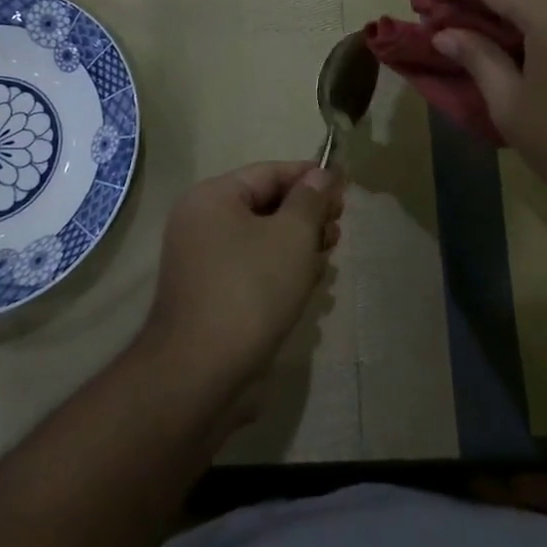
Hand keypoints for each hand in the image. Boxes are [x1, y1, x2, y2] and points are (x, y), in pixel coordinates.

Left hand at [138, 162, 344, 396]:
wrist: (201, 373)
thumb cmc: (250, 289)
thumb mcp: (292, 236)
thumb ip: (311, 199)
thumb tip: (322, 174)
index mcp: (212, 197)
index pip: (269, 172)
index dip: (310, 177)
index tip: (345, 189)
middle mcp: (201, 222)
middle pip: (266, 205)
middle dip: (306, 216)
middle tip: (337, 232)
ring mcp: (203, 261)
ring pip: (262, 240)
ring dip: (297, 246)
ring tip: (325, 261)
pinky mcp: (211, 295)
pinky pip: (252, 268)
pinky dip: (279, 271)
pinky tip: (305, 287)